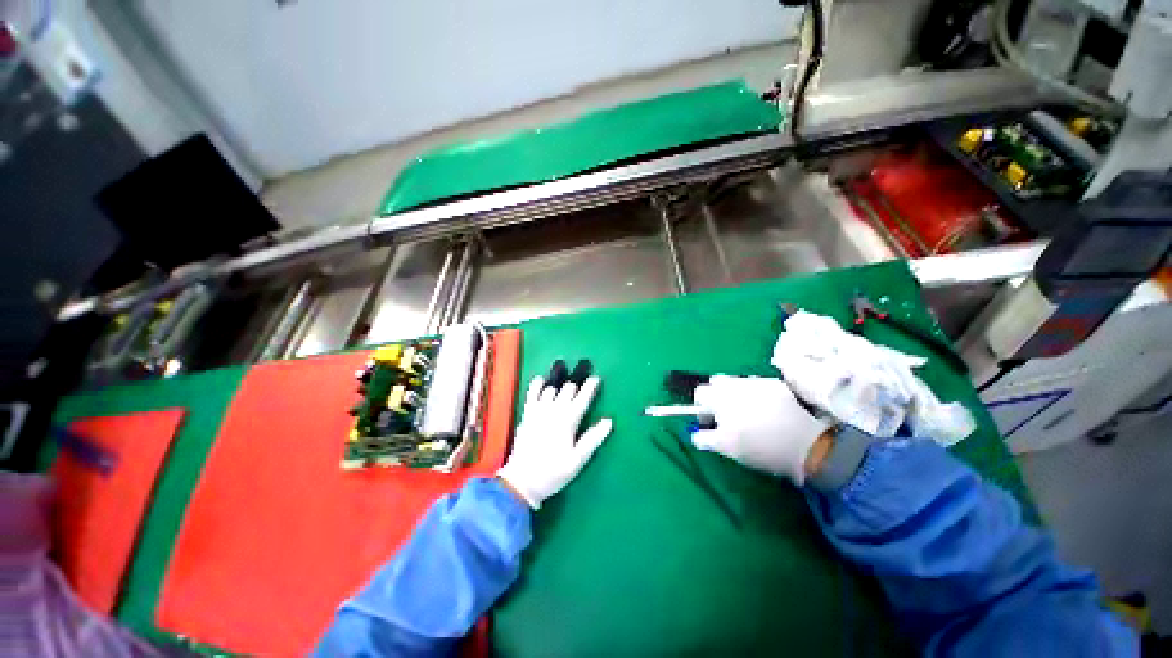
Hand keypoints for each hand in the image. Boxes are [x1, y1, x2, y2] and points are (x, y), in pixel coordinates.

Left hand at [497, 374, 612, 508]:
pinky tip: (542, 381)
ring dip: (560, 386)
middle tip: (581, 386)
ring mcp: (538, 410)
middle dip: (577, 385)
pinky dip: (538, 384)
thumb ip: (593, 439)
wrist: (522, 481)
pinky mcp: (527, 413)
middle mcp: (554, 410)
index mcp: (568, 420)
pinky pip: (532, 392)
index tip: (596, 378)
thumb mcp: (578, 460)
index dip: (591, 386)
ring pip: (552, 388)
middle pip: (568, 388)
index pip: (582, 397)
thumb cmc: (553, 472)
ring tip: (564, 389)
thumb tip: (609, 421)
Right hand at [691, 375, 830, 484]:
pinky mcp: (776, 385)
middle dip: (717, 396)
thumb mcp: (726, 447)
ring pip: (737, 383)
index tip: (710, 422)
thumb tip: (695, 435)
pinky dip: (756, 395)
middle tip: (727, 416)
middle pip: (716, 383)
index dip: (700, 407)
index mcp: (719, 397)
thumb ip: (704, 438)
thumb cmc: (759, 446)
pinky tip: (768, 412)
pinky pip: (757, 385)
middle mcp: (735, 383)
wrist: (804, 444)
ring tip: (749, 415)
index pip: (700, 393)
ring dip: (736, 395)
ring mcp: (757, 382)